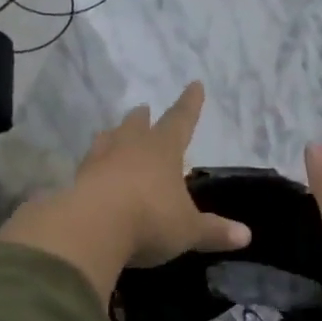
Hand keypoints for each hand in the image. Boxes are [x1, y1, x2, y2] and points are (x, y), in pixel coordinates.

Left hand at [0, 82, 249, 301]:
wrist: (90, 229)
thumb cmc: (149, 220)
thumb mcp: (188, 230)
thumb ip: (214, 231)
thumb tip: (246, 236)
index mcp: (163, 150)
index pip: (181, 120)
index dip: (190, 104)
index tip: (194, 84)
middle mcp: (130, 147)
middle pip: (137, 125)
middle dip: (143, 118)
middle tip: (144, 109)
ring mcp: (99, 162)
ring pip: (107, 140)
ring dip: (113, 136)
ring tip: (113, 133)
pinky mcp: (76, 182)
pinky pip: (88, 167)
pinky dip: (93, 166)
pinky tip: (91, 171)